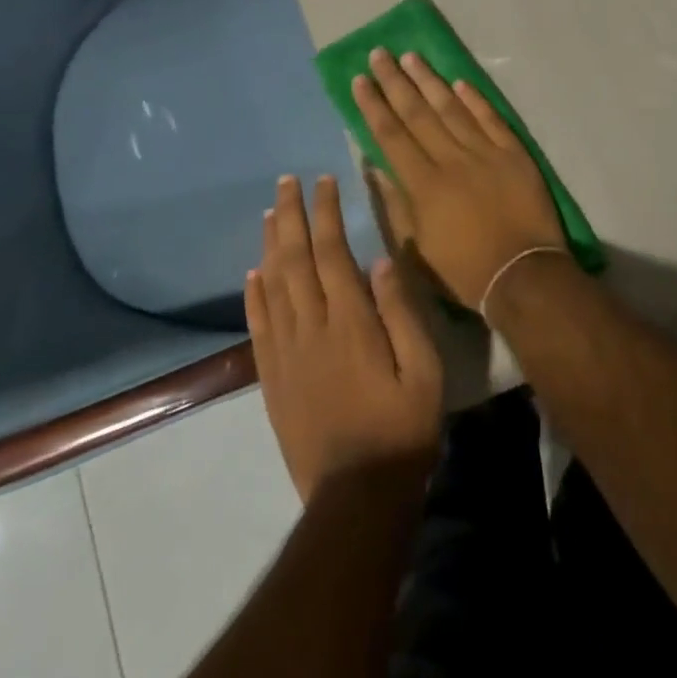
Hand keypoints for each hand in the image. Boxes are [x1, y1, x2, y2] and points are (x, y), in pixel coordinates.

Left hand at [246, 175, 442, 503]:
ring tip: (271, 212)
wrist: (355, 497)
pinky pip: (258, 326)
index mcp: (351, 322)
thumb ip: (402, 312)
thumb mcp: (424, 370)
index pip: (332, 251)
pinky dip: (253, 294)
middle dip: (290, 215)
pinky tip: (253, 274)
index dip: (326, 213)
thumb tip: (381, 260)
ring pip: (272, 286)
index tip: (325, 181)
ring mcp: (286, 354)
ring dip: (270, 245)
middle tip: (286, 181)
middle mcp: (311, 328)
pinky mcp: (273, 379)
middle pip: (294, 259)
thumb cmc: (402, 428)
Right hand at [351, 49, 569, 311]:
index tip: (359, 79)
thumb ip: (395, 205)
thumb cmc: (463, 271)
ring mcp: (485, 153)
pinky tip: (459, 82)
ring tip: (412, 56)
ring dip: (430, 81)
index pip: (391, 135)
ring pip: (452, 108)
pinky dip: (475, 99)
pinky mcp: (514, 154)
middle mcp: (451, 159)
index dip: (373, 105)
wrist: (523, 276)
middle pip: (417, 113)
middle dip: (395, 81)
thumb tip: (375, 167)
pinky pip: (491, 119)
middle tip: (380, 54)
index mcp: (423, 184)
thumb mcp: (415, 251)